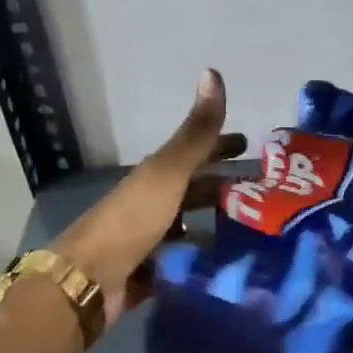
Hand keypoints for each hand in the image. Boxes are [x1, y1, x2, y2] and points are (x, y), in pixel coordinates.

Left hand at [51, 69, 245, 326]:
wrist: (88, 280)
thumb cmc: (131, 221)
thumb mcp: (167, 172)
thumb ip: (195, 133)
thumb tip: (213, 72)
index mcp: (155, 176)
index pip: (195, 153)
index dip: (221, 146)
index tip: (251, 146)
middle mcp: (152, 204)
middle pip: (194, 191)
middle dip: (225, 188)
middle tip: (264, 194)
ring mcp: (150, 239)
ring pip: (191, 226)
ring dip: (218, 225)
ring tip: (255, 232)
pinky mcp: (151, 272)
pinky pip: (184, 260)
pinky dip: (204, 258)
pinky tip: (228, 264)